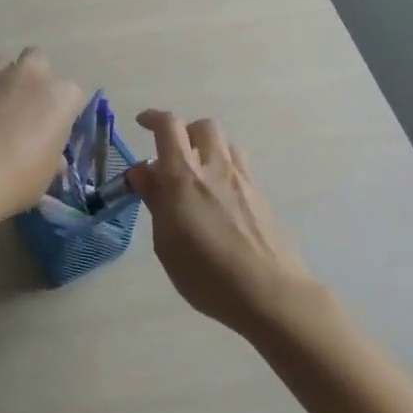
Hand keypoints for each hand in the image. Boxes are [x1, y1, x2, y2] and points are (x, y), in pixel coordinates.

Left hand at [0, 50, 84, 213]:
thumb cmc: (20, 177)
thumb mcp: (47, 172)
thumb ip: (52, 154)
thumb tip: (52, 156)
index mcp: (60, 95)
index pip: (69, 94)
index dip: (59, 110)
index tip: (50, 128)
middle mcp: (30, 74)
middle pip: (37, 59)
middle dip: (32, 77)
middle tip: (23, 105)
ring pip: (1, 64)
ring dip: (1, 82)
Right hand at [128, 110, 331, 337]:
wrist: (270, 293)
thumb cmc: (206, 274)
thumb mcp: (165, 242)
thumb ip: (155, 201)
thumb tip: (142, 172)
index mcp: (183, 176)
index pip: (169, 126)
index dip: (153, 118)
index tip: (141, 124)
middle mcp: (215, 167)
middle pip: (202, 126)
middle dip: (184, 132)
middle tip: (170, 155)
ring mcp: (243, 180)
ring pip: (225, 144)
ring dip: (207, 149)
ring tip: (196, 176)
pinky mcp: (261, 196)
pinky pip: (239, 166)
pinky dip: (223, 169)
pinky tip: (217, 199)